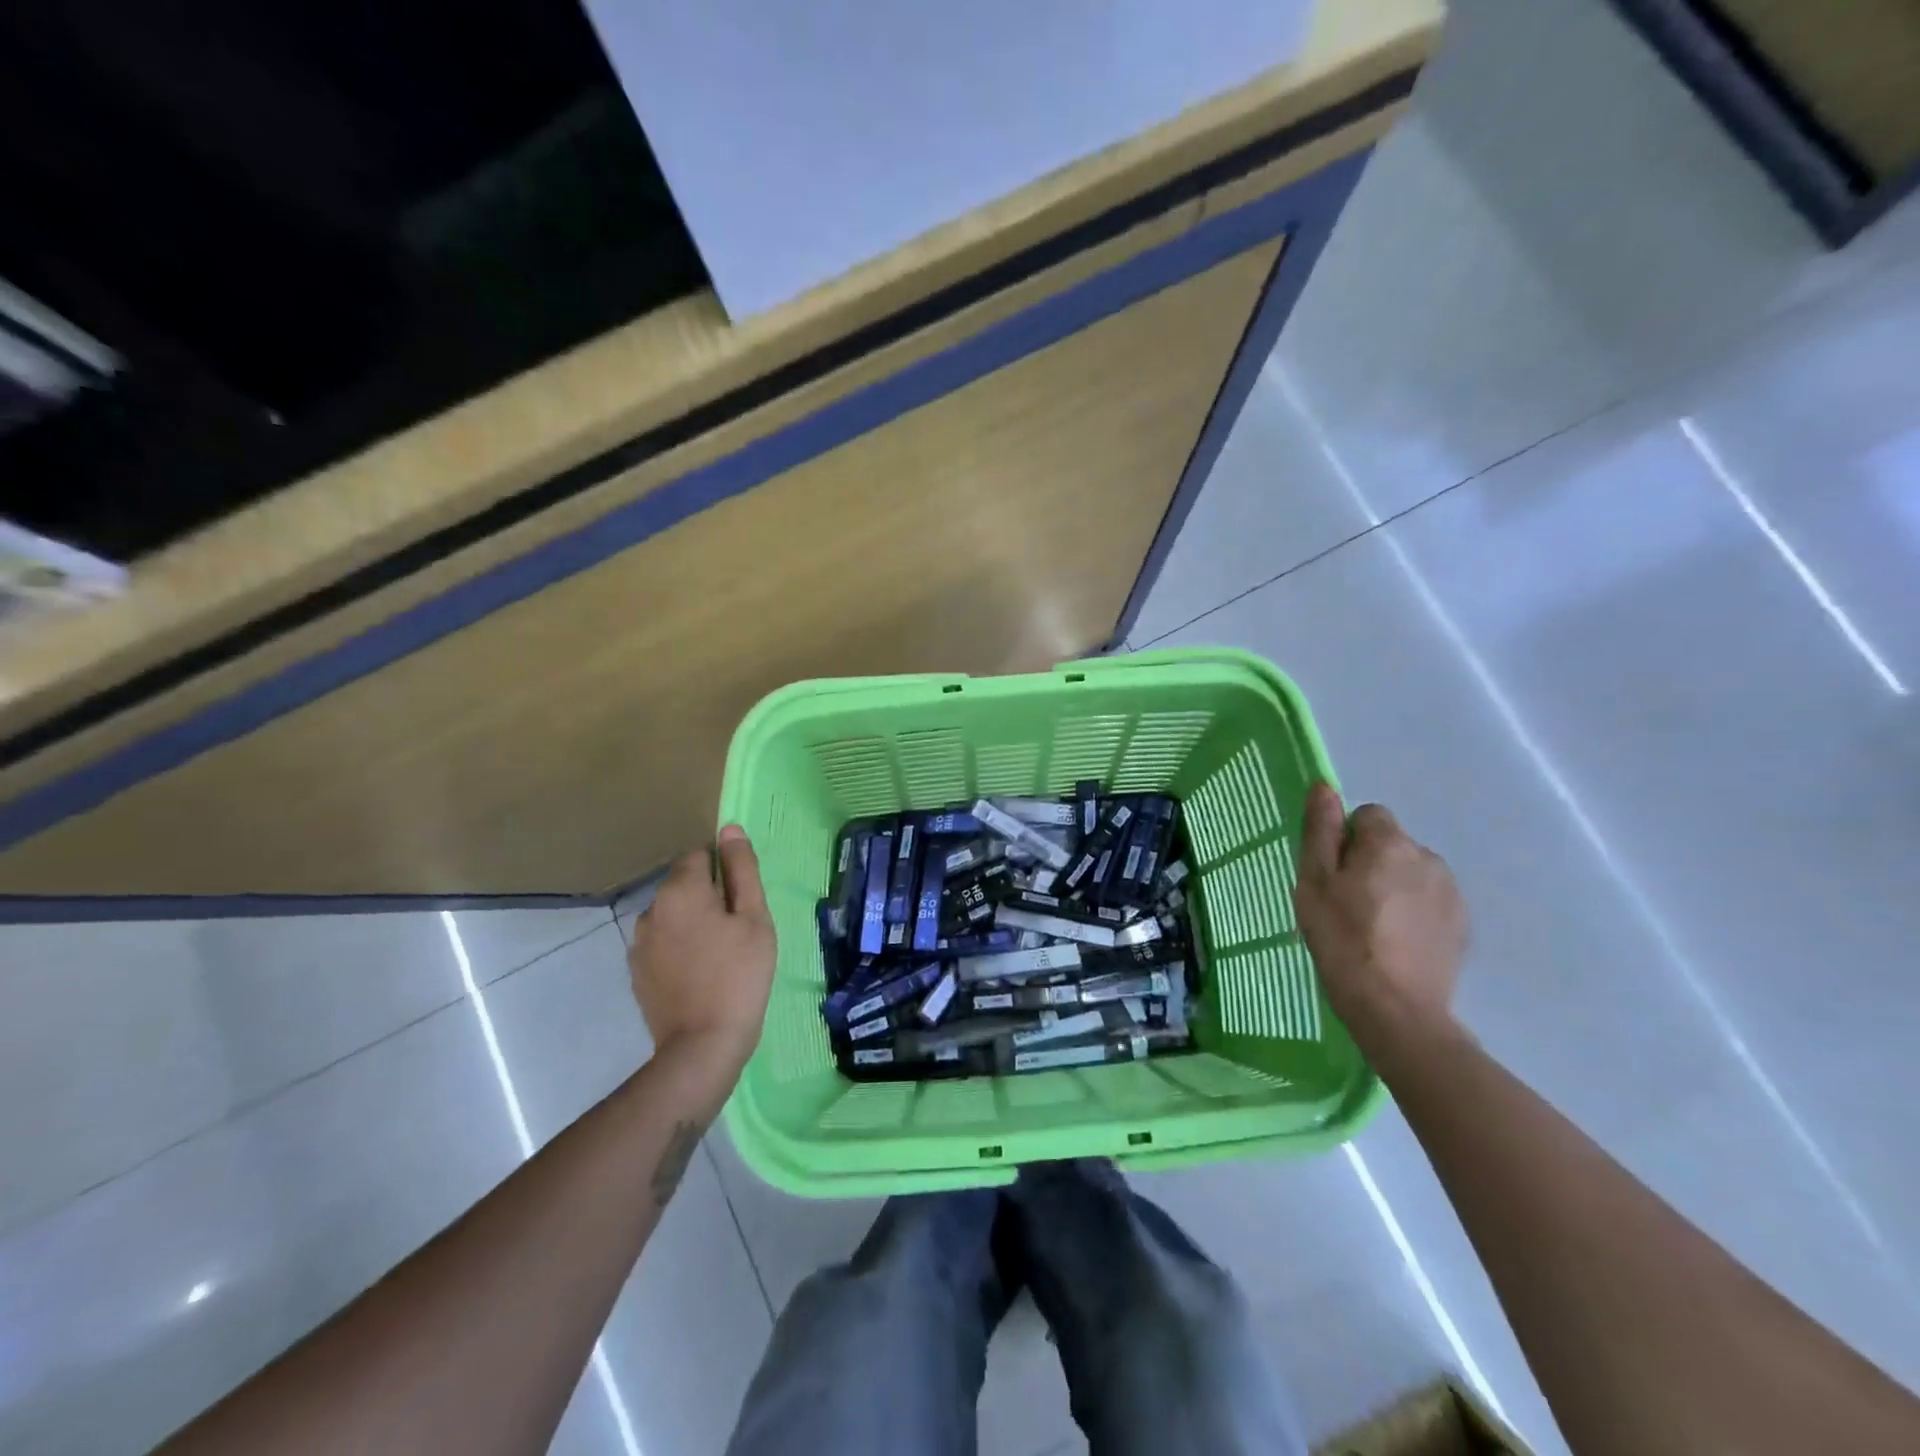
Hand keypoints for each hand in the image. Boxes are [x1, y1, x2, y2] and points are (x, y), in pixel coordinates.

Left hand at [629, 825, 776, 1075]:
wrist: (702, 1045)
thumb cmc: (739, 975)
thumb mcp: (754, 919)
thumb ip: (742, 870)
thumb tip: (730, 829)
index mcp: (681, 890)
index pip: (700, 855)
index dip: (726, 871)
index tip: (743, 900)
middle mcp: (651, 908)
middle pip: (684, 885)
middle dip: (709, 897)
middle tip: (739, 930)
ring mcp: (639, 942)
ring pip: (673, 915)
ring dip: (693, 922)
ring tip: (720, 954)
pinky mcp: (636, 971)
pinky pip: (662, 943)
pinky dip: (680, 948)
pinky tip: (700, 973)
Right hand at [1292, 783, 1465, 1048]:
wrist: (1396, 1009)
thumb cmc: (1342, 938)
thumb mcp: (1313, 882)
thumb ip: (1320, 830)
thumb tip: (1324, 786)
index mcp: (1389, 843)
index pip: (1368, 815)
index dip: (1345, 840)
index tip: (1332, 874)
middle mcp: (1428, 857)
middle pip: (1391, 844)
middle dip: (1370, 863)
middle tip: (1345, 904)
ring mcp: (1451, 893)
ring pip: (1411, 873)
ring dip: (1393, 887)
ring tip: (1371, 927)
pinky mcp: (1462, 925)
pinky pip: (1429, 902)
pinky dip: (1412, 913)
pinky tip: (1395, 943)